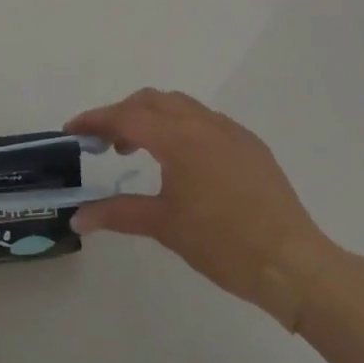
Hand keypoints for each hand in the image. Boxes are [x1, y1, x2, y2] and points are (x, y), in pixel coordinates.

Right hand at [67, 89, 331, 323]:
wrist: (291, 262)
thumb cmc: (222, 244)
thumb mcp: (164, 226)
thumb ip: (117, 213)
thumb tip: (78, 217)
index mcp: (179, 138)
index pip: (126, 116)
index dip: (95, 120)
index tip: (72, 130)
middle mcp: (203, 123)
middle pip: (152, 100)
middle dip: (122, 114)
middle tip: (104, 144)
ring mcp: (230, 130)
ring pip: (181, 106)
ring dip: (153, 117)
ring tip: (139, 150)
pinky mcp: (250, 144)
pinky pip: (206, 120)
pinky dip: (182, 127)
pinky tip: (182, 161)